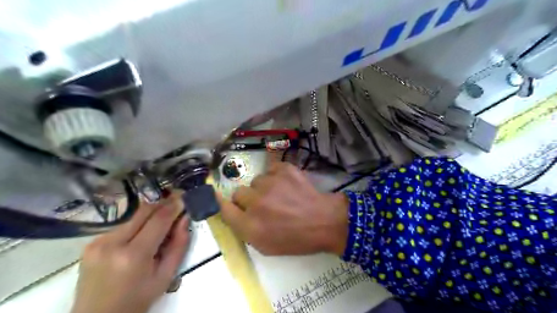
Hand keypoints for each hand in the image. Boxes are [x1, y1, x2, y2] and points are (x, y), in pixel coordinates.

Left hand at [71, 192, 190, 312]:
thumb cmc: (137, 301)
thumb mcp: (166, 277)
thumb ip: (179, 246)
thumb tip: (185, 219)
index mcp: (133, 256)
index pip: (159, 220)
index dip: (174, 206)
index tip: (184, 198)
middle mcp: (112, 243)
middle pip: (144, 211)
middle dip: (162, 204)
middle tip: (176, 203)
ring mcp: (98, 242)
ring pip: (133, 217)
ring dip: (150, 216)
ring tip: (160, 226)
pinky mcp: (91, 243)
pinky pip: (122, 226)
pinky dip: (136, 226)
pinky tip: (140, 238)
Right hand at [221, 162, 346, 255]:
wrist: (325, 221)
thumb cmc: (296, 239)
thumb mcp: (266, 246)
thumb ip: (245, 230)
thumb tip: (233, 212)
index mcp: (250, 226)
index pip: (224, 208)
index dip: (222, 203)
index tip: (222, 199)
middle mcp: (256, 202)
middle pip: (238, 192)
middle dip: (247, 199)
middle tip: (262, 203)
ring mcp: (270, 183)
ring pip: (256, 180)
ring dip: (264, 187)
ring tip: (280, 195)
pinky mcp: (284, 169)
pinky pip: (271, 169)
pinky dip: (277, 176)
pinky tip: (288, 185)